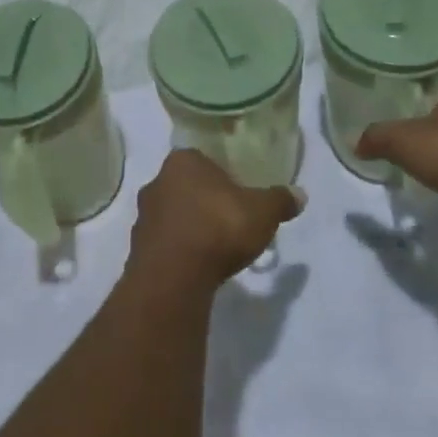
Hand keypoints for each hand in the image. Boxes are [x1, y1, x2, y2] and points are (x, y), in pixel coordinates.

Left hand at [128, 149, 302, 290]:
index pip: (202, 158)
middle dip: (205, 200)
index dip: (221, 174)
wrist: (174, 278)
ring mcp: (143, 216)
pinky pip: (164, 243)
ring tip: (215, 246)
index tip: (237, 193)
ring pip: (172, 214)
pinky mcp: (137, 249)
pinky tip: (197, 265)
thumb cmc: (218, 228)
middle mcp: (157, 181)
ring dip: (190, 226)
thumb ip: (280, 200)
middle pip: (185, 185)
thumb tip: (300, 195)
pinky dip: (179, 250)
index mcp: (182, 161)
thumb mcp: (262, 212)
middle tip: (229, 218)